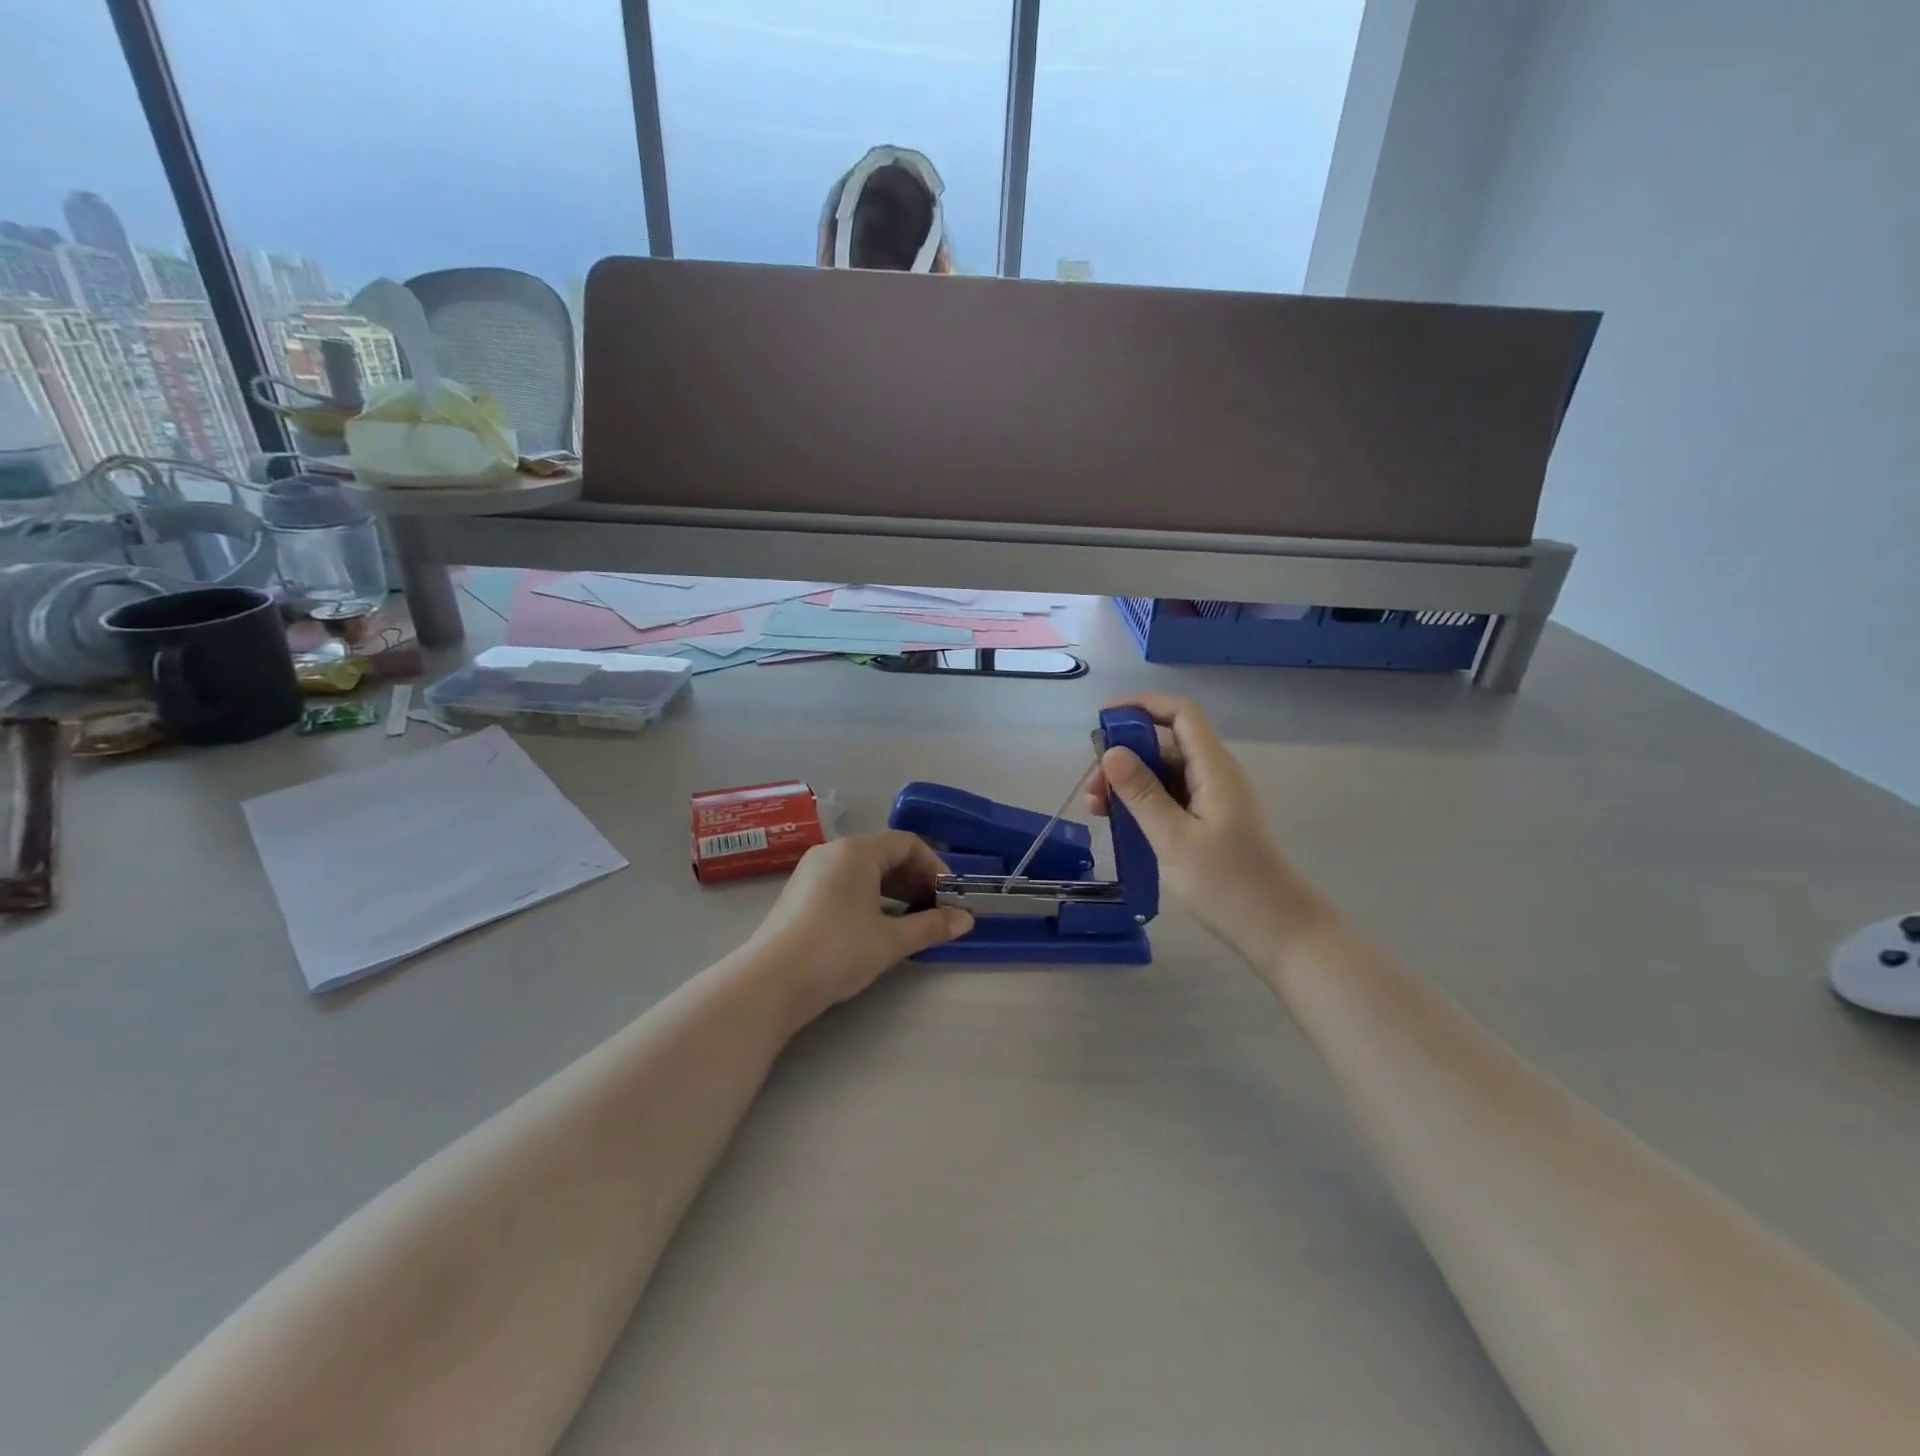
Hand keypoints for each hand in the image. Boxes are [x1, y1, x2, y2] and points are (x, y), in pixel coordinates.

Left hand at [745, 831, 972, 1025]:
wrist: (770, 982)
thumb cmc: (838, 950)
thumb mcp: (890, 940)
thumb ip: (931, 926)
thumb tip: (966, 920)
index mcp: (857, 851)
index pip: (907, 843)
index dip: (934, 867)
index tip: (948, 897)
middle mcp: (833, 851)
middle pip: (884, 853)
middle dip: (915, 879)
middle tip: (934, 909)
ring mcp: (811, 871)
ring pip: (863, 869)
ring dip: (893, 889)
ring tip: (910, 920)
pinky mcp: (799, 893)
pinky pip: (844, 882)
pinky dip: (868, 896)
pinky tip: (876, 925)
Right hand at [1087, 693, 1326, 961]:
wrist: (1280, 932)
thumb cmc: (1228, 885)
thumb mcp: (1174, 838)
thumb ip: (1142, 793)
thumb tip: (1111, 751)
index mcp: (1213, 769)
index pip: (1180, 714)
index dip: (1142, 705)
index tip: (1103, 720)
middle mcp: (1215, 775)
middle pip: (1167, 743)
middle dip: (1125, 754)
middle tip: (1093, 786)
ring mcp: (1214, 800)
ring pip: (1166, 773)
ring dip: (1130, 782)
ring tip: (1097, 809)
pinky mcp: (1211, 823)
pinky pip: (1172, 797)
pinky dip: (1143, 802)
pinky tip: (1121, 823)